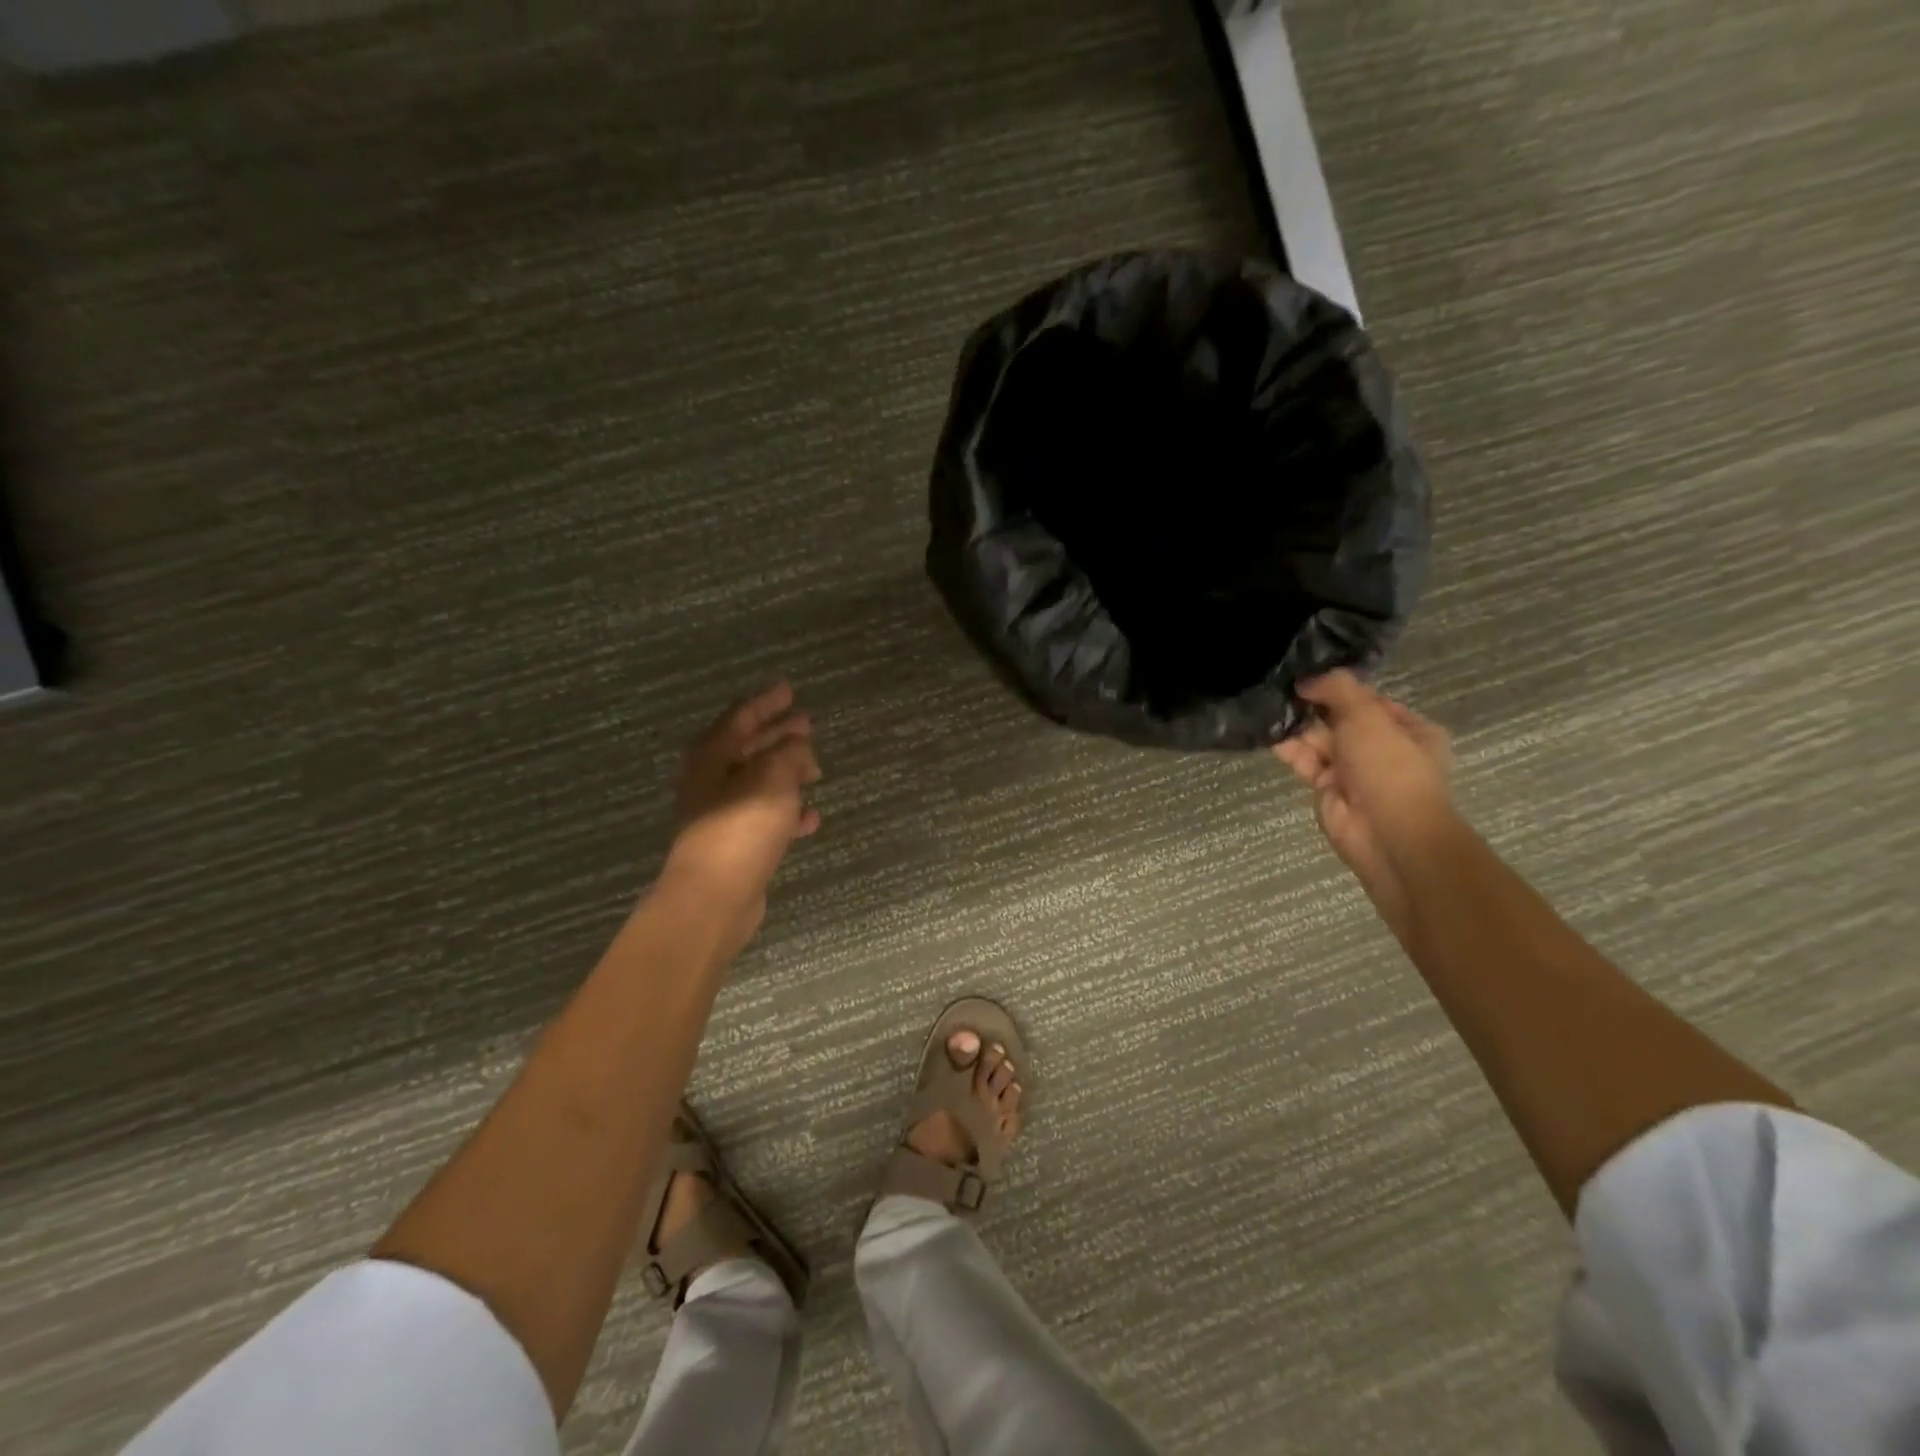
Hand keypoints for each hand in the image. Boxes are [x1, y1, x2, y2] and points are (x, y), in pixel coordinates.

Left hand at [659, 682, 820, 952]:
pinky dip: (788, 812)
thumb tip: (799, 745)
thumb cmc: (741, 826)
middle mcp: (711, 779)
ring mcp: (721, 813)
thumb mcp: (773, 777)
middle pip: (750, 747)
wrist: (714, 896)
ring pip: (760, 782)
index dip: (768, 701)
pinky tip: (811, 817)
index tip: (790, 689)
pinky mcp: (734, 843)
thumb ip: (790, 753)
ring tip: (816, 769)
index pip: (742, 715)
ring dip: (787, 773)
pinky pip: (766, 816)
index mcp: (712, 754)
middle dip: (779, 735)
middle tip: (808, 724)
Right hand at [1273, 671, 1453, 929]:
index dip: (1340, 687)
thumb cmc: (1389, 766)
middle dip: (1313, 705)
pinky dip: (1287, 747)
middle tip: (1280, 686)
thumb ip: (1337, 689)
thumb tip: (1306, 679)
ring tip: (1267, 703)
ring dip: (1297, 725)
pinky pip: (1304, 761)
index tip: (1307, 674)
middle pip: (1341, 719)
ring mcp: (1354, 770)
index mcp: (1408, 729)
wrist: (1388, 833)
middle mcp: (1382, 747)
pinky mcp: (1327, 788)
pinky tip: (1266, 730)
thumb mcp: (1367, 715)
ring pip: (1320, 740)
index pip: (1369, 699)